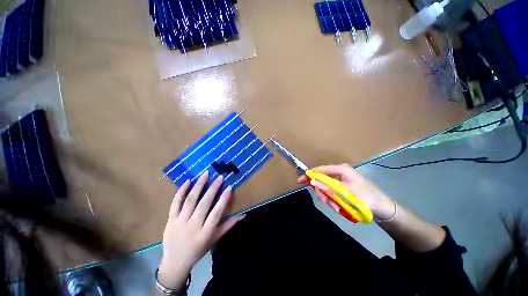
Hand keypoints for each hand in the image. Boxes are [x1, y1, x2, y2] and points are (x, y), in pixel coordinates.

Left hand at [157, 172, 243, 289]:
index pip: (216, 213)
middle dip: (213, 189)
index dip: (223, 200)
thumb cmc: (198, 250)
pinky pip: (175, 204)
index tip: (229, 187)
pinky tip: (188, 181)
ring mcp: (179, 223)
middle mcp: (192, 226)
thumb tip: (243, 214)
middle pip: (203, 204)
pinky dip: (181, 191)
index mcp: (205, 233)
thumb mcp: (214, 239)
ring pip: (190, 201)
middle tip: (219, 177)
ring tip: (205, 174)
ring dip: (198, 186)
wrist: (174, 263)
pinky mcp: (170, 220)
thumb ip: (228, 225)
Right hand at [297, 163, 395, 220]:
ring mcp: (341, 180)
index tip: (300, 181)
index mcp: (341, 169)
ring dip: (329, 198)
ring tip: (337, 207)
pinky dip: (332, 200)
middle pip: (322, 180)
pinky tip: (339, 206)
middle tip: (328, 202)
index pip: (320, 169)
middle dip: (323, 192)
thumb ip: (327, 186)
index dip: (309, 174)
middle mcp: (340, 172)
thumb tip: (312, 181)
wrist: (383, 209)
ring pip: (326, 188)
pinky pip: (331, 192)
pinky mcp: (342, 187)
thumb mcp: (345, 193)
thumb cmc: (366, 198)